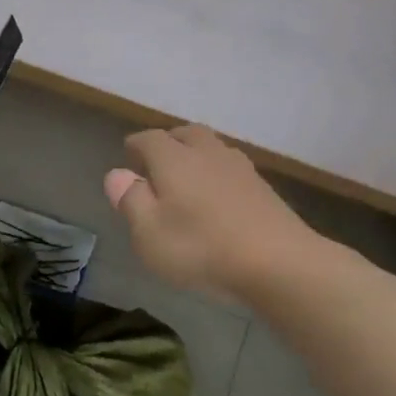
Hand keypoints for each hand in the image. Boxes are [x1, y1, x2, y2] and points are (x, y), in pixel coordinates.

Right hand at [105, 125, 314, 299]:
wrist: (278, 262)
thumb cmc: (201, 247)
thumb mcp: (150, 233)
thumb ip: (131, 200)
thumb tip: (116, 174)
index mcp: (174, 159)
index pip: (149, 139)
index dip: (136, 146)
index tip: (128, 156)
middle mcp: (207, 153)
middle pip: (185, 134)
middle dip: (169, 142)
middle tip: (157, 161)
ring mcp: (240, 168)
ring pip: (212, 148)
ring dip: (196, 155)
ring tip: (187, 176)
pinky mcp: (263, 188)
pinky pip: (231, 168)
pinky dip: (217, 174)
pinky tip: (217, 196)